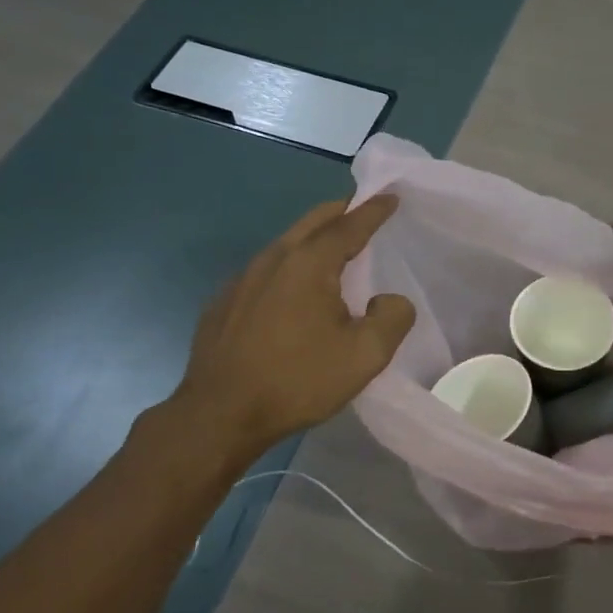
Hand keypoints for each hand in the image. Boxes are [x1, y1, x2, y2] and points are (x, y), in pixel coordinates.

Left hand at [170, 195, 415, 451]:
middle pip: (312, 222)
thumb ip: (392, 318)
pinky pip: (266, 270)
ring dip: (313, 238)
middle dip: (340, 212)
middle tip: (362, 211)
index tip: (391, 197)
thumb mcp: (365, 356)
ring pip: (286, 244)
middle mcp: (274, 259)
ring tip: (333, 250)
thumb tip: (390, 300)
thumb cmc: (297, 380)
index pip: (349, 225)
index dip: (374, 210)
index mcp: (309, 264)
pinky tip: (293, 291)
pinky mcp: (224, 302)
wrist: (219, 415)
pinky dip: (289, 266)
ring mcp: (243, 279)